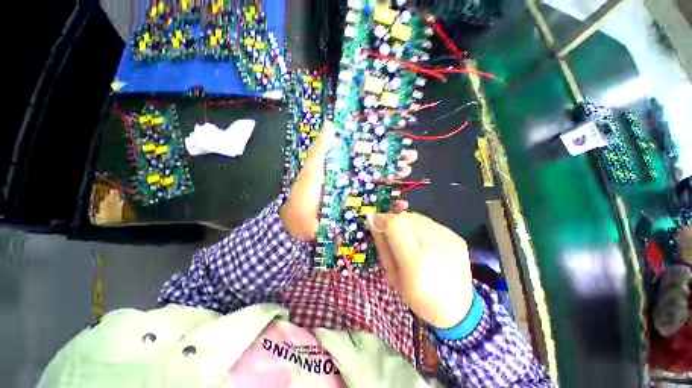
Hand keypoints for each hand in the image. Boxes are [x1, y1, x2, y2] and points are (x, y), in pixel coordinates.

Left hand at [281, 121, 417, 240]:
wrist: (299, 227)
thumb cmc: (304, 195)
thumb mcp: (312, 169)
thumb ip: (321, 149)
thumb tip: (330, 123)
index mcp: (344, 170)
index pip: (367, 157)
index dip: (382, 150)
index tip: (398, 144)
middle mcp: (353, 183)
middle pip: (378, 172)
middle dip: (395, 165)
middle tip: (410, 160)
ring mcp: (358, 200)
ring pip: (382, 190)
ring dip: (397, 183)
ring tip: (408, 177)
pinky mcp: (360, 216)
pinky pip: (379, 210)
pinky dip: (391, 208)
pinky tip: (402, 204)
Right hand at [368, 212, 473, 328]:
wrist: (456, 309)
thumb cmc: (417, 297)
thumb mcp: (392, 275)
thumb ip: (382, 244)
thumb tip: (372, 220)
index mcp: (416, 261)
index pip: (396, 225)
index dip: (383, 219)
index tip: (375, 221)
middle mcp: (434, 246)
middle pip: (406, 218)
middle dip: (394, 220)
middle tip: (389, 231)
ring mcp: (449, 240)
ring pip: (418, 217)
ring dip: (407, 223)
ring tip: (407, 238)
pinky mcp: (457, 238)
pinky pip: (430, 223)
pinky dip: (420, 227)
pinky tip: (422, 242)